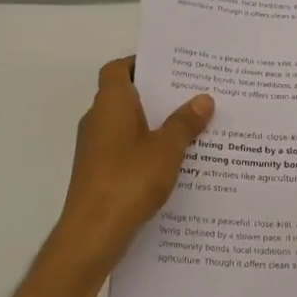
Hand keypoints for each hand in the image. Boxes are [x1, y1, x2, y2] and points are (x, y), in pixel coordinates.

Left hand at [54, 58, 213, 271]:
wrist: (93, 232)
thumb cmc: (129, 180)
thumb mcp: (167, 149)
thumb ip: (185, 122)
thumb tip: (203, 98)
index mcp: (111, 103)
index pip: (118, 69)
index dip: (141, 64)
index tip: (171, 68)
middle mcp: (98, 119)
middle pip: (126, 96)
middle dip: (157, 96)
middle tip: (193, 95)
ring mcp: (95, 148)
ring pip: (128, 125)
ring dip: (154, 125)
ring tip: (192, 127)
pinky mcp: (98, 172)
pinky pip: (126, 149)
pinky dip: (147, 149)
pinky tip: (175, 162)